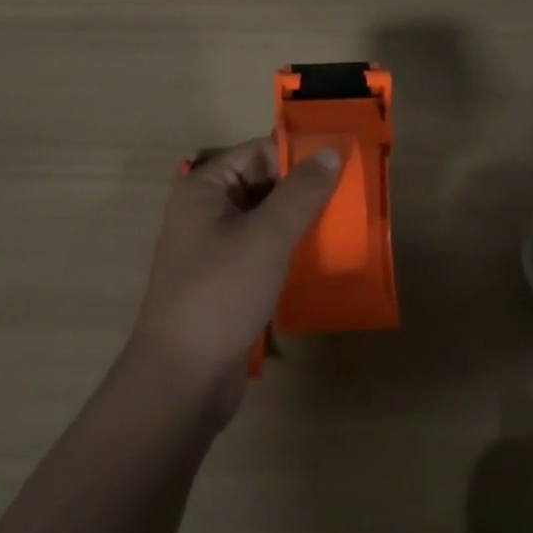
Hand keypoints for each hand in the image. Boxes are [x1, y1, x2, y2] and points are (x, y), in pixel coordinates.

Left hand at [128, 135, 340, 423]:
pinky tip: (321, 257)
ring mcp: (214, 248)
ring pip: (265, 218)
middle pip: (262, 183)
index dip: (298, 155)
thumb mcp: (266, 237)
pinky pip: (263, 250)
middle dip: (303, 189)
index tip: (342, 162)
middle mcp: (205, 210)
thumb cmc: (220, 295)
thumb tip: (331, 150)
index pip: (258, 153)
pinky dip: (289, 249)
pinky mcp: (225, 281)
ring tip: (345, 223)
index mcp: (204, 188)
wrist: (181, 382)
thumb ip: (301, 192)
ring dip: (299, 220)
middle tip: (351, 193)